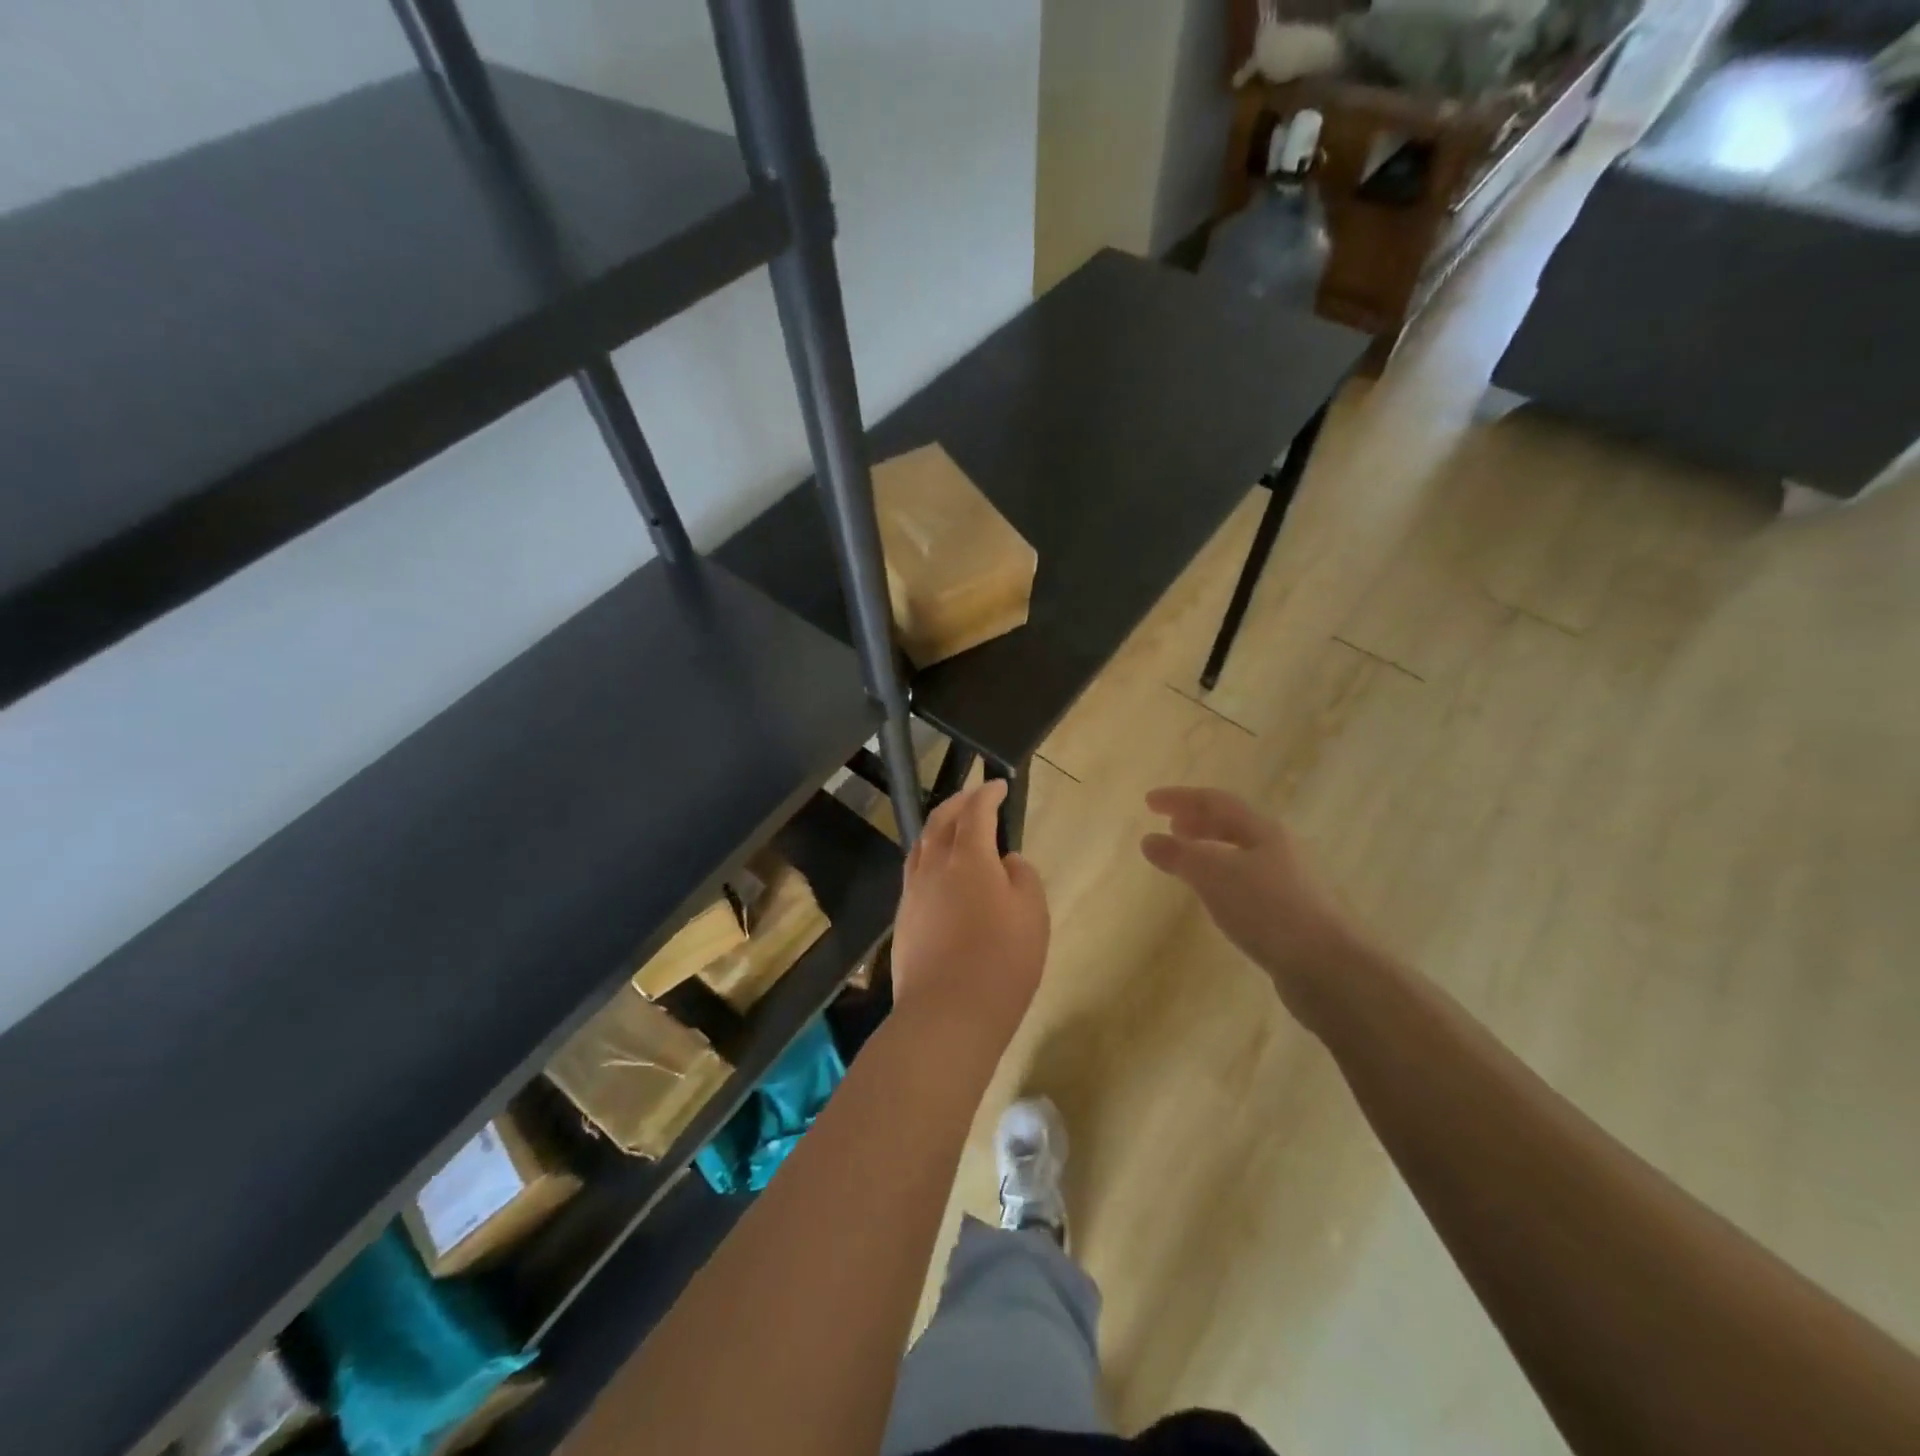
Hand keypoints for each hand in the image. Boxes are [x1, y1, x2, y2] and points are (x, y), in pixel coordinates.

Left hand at [893, 780, 1050, 1050]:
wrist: (947, 1013)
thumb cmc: (1002, 961)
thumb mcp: (1033, 914)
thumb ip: (1022, 876)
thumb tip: (1006, 861)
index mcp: (968, 858)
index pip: (976, 812)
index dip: (987, 794)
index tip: (998, 785)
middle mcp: (934, 866)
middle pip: (941, 821)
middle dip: (958, 803)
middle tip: (974, 796)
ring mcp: (913, 893)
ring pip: (922, 846)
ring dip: (938, 828)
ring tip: (952, 827)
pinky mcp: (903, 919)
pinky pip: (915, 873)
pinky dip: (929, 858)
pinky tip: (939, 873)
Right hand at [1141, 786, 1372, 1029]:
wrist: (1330, 969)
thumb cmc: (1269, 910)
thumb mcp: (1214, 876)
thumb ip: (1180, 855)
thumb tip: (1150, 840)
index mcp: (1263, 831)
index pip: (1215, 802)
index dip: (1181, 798)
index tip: (1149, 802)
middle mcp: (1279, 850)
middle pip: (1233, 825)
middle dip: (1199, 822)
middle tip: (1170, 826)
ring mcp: (1289, 884)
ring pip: (1241, 855)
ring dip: (1210, 851)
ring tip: (1186, 861)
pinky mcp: (1291, 916)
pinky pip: (1248, 884)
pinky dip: (1222, 880)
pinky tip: (1215, 899)